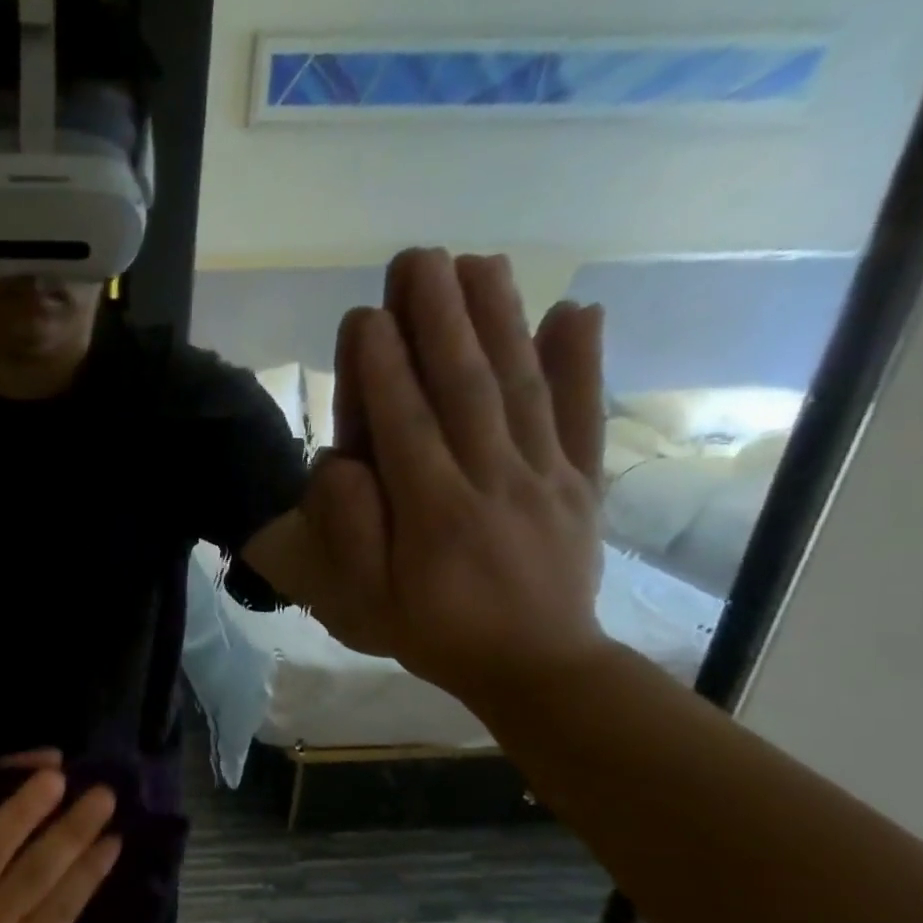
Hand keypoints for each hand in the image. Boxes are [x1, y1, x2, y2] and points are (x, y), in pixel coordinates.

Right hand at [301, 249, 610, 699]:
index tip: (367, 313)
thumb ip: (349, 533)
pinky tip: (578, 309)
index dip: (384, 368)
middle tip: (420, 258)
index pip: (405, 425)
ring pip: (521, 387)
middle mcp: (493, 481)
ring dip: (500, 319)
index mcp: (434, 514)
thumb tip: (338, 462)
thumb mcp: (365, 604)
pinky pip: (583, 414)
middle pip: (465, 387)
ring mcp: (546, 476)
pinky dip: (584, 360)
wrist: (535, 665)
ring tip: (480, 262)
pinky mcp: (582, 481)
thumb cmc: (432, 632)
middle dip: (440, 318)